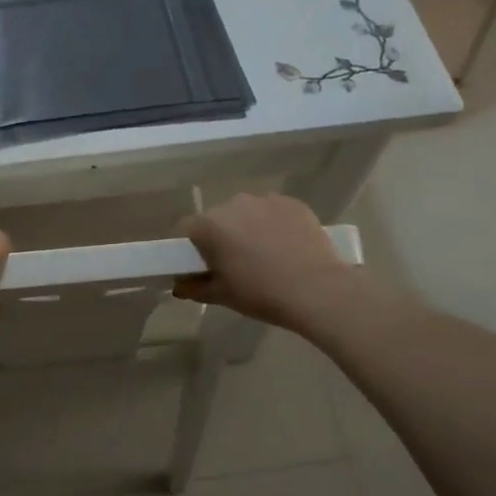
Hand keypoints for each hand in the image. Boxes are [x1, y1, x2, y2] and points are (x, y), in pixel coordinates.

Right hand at [175, 193, 357, 332]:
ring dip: (249, 227)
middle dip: (223, 236)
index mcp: (209, 226)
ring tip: (267, 254)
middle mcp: (233, 204)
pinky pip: (274, 211)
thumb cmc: (260, 293)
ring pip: (247, 212)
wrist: (317, 290)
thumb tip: (178, 285)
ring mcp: (265, 200)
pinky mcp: (292, 202)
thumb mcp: (222, 295)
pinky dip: (275, 224)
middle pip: (219, 218)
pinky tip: (288, 246)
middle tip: (237, 262)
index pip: (188, 229)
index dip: (194, 247)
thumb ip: (194, 288)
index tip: (206, 265)